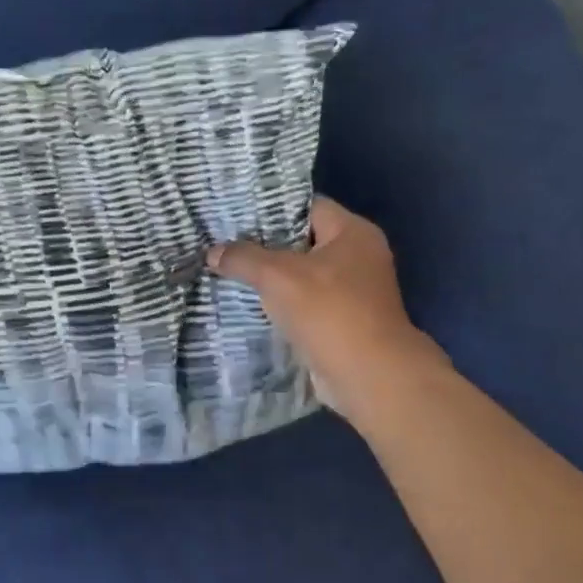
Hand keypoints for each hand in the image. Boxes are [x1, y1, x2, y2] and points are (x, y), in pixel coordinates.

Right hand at [209, 195, 440, 420]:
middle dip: (264, 244)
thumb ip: (243, 258)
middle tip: (225, 242)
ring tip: (229, 271)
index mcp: (353, 233)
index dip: (271, 208)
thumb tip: (213, 252)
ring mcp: (354, 291)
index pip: (307, 206)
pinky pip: (305, 302)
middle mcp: (359, 256)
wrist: (369, 376)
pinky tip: (248, 303)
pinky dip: (281, 303)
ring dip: (270, 277)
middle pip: (302, 240)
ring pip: (301, 274)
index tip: (235, 213)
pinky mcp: (343, 321)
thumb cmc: (329, 312)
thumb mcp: (277, 276)